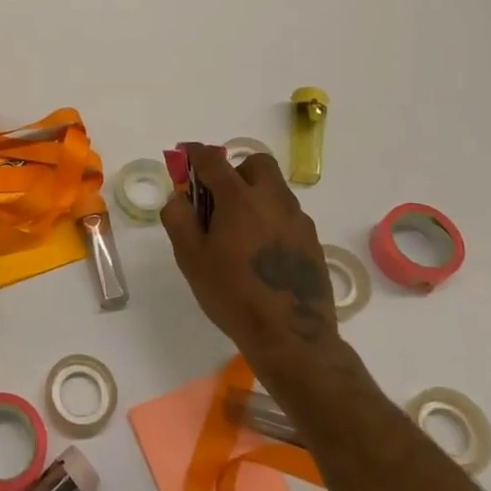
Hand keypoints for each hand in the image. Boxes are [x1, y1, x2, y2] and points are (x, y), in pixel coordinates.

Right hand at [160, 143, 343, 363]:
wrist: (291, 337)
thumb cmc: (233, 294)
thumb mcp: (191, 258)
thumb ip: (178, 219)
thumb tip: (178, 197)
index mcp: (239, 199)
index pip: (213, 160)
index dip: (195, 153)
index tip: (185, 156)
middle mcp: (273, 200)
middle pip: (256, 163)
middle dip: (235, 170)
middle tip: (218, 198)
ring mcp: (298, 220)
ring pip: (275, 189)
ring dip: (254, 195)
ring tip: (238, 230)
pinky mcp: (313, 241)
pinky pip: (288, 215)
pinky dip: (270, 218)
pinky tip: (260, 251)